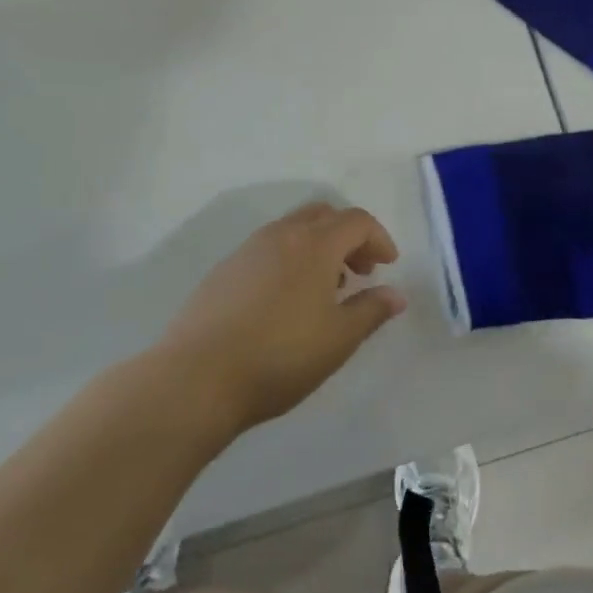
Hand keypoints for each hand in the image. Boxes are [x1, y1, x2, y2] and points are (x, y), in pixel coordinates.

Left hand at [158, 201, 405, 433]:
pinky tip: (285, 301)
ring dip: (318, 246)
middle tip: (360, 271)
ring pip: (293, 229)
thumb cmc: (280, 356)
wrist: (196, 378)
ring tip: (325, 289)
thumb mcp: (338, 339)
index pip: (356, 221)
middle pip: (324, 215)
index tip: (387, 267)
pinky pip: (268, 248)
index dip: (379, 238)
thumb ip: (371, 310)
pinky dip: (290, 258)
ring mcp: (248, 249)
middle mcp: (282, 235)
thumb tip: (396, 294)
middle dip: (349, 236)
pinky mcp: (224, 270)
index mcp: (315, 244)